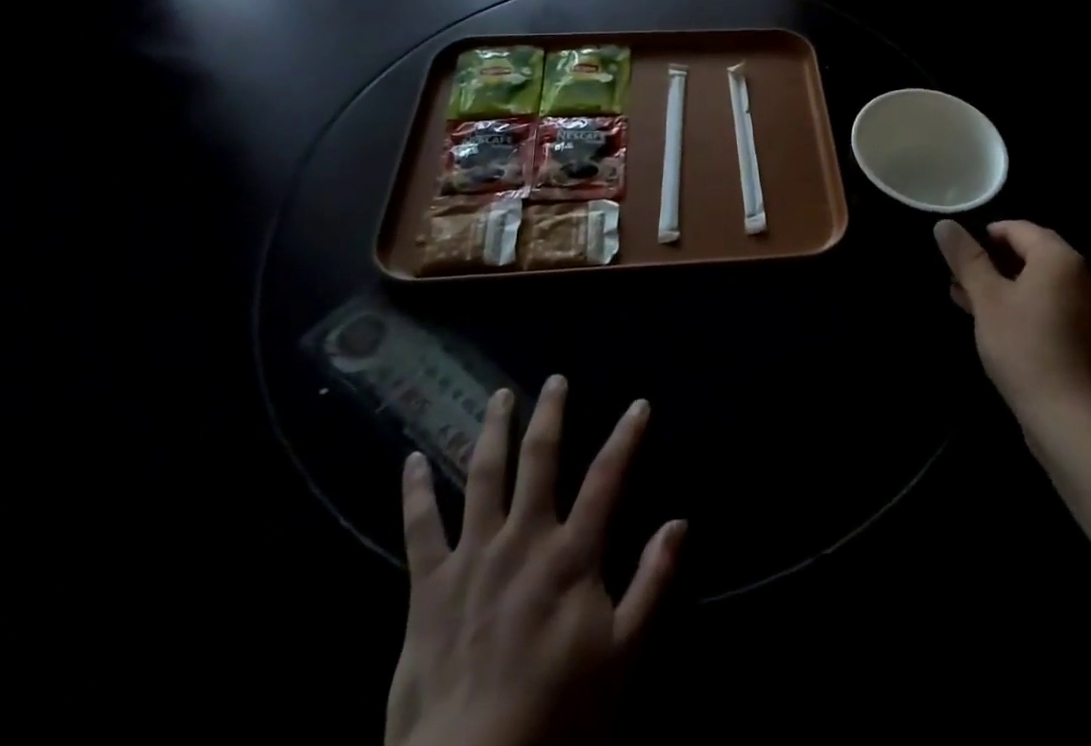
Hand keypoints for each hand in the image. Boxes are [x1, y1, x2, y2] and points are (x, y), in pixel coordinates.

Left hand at [386, 377, 686, 745]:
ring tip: (498, 397)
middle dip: (550, 414)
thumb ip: (653, 583)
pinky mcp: (428, 586)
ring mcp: (472, 557)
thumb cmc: (557, 715)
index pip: (607, 478)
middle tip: (555, 379)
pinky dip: (414, 491)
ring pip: (482, 476)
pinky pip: (419, 527)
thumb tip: (679, 523)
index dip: (626, 437)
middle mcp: (523, 539)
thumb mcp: (623, 655)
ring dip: (492, 431)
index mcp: (571, 555)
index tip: (639, 404)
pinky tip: (411, 459)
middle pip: (539, 459)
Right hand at [934, 219, 1090, 430]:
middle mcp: (1079, 275)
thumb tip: (944, 224)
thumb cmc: (1023, 346)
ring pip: (1034, 282)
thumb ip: (966, 258)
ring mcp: (1084, 307)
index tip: (957, 253)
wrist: (1066, 416)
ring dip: (1000, 285)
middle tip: (956, 275)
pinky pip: (1045, 305)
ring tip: (963, 297)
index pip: (1018, 229)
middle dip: (989, 262)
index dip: (984, 236)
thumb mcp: (986, 298)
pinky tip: (989, 321)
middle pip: (1028, 254)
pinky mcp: (1081, 334)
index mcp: (1059, 258)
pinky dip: (1018, 304)